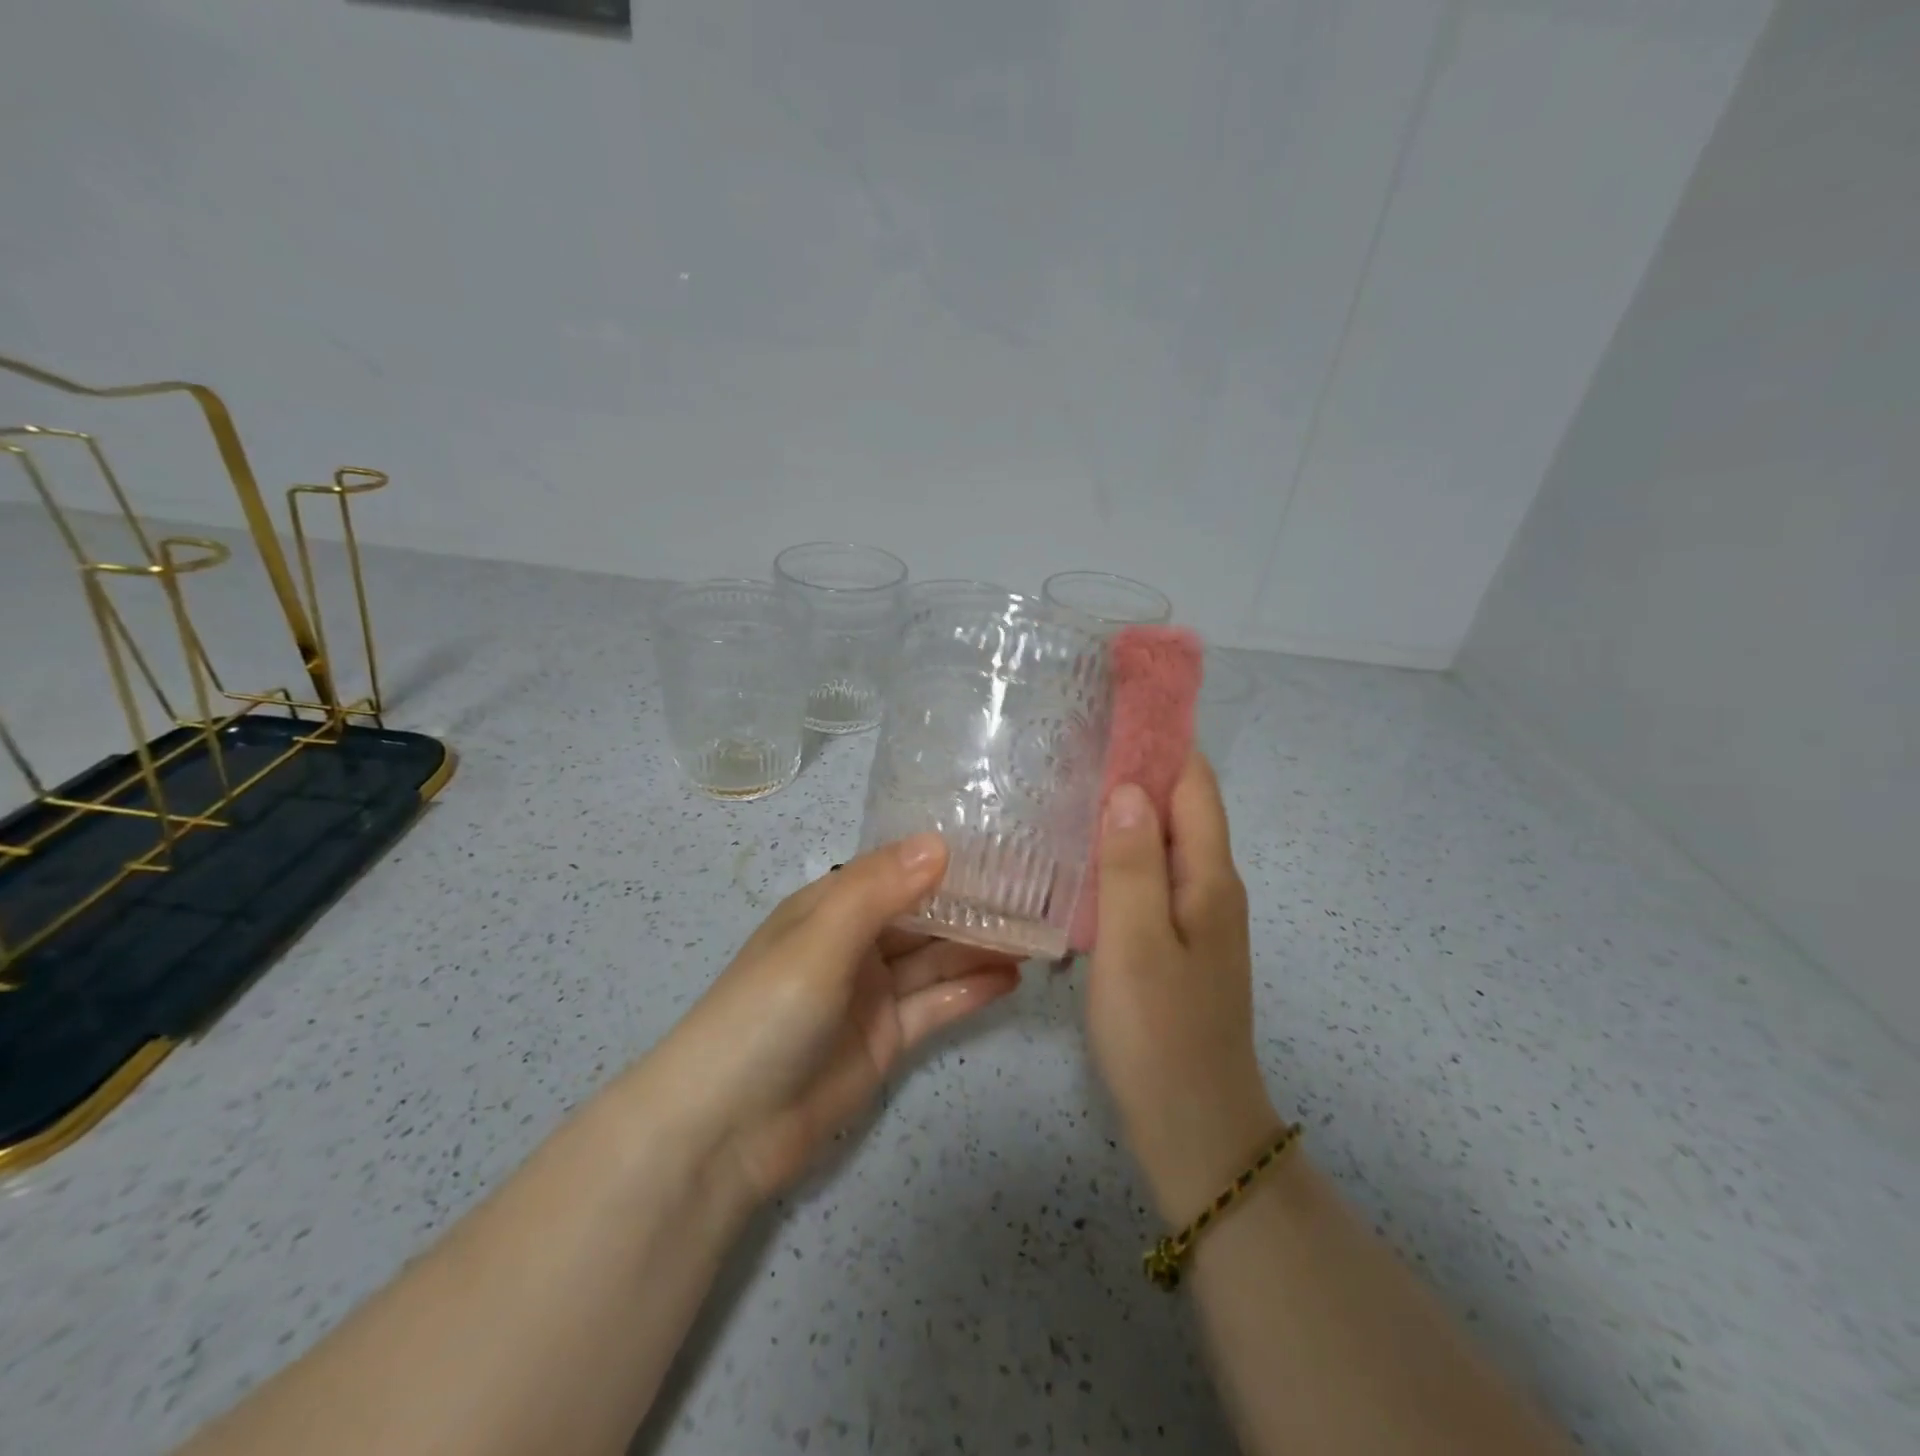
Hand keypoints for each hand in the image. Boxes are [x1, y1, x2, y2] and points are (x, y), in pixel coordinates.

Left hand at [644, 835, 1020, 1201]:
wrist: (725, 1130)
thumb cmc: (765, 1014)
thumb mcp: (819, 940)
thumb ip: (879, 891)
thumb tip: (940, 842)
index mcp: (830, 907)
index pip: (898, 871)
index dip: (945, 859)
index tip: (1004, 846)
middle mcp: (854, 943)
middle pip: (924, 916)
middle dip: (974, 905)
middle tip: (1037, 894)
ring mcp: (872, 994)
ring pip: (936, 959)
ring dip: (981, 947)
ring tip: (1039, 933)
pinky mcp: (887, 1039)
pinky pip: (936, 1005)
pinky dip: (971, 990)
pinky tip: (1012, 978)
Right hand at [1085, 754, 1281, 1219]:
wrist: (1194, 1128)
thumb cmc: (1161, 1034)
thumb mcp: (1136, 944)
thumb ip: (1132, 863)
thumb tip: (1129, 787)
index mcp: (1209, 877)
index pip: (1193, 782)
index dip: (1163, 737)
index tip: (1116, 702)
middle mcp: (1210, 886)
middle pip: (1180, 805)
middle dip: (1139, 764)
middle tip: (1075, 738)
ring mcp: (1194, 915)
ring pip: (1163, 839)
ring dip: (1127, 805)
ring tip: (1069, 780)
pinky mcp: (1174, 940)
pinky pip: (1150, 873)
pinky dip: (1121, 847)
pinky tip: (1081, 850)